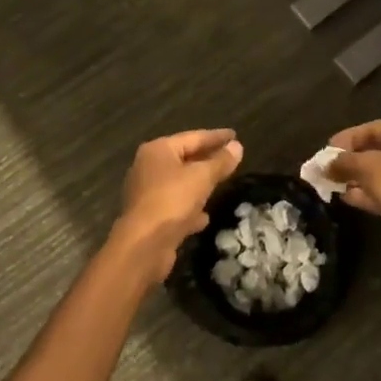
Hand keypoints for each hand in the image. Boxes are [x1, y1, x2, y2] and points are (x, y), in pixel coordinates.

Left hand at [111, 129, 244, 281]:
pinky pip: (175, 206)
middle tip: (230, 156)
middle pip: (184, 158)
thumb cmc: (172, 201)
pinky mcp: (150, 217)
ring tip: (221, 183)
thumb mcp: (202, 177)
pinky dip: (190, 208)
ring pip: (180, 184)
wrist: (143, 245)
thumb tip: (237, 146)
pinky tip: (205, 217)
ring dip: (199, 184)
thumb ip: (220, 162)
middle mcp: (149, 167)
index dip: (216, 136)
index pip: (193, 137)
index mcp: (158, 150)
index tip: (235, 134)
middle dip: (207, 159)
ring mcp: (147, 193)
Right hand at [327, 121, 380, 278]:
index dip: (346, 138)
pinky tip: (350, 199)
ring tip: (336, 186)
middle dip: (352, 161)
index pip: (373, 128)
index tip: (326, 151)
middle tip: (330, 170)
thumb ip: (344, 162)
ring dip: (359, 178)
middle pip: (379, 150)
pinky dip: (372, 193)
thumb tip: (326, 164)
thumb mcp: (366, 167)